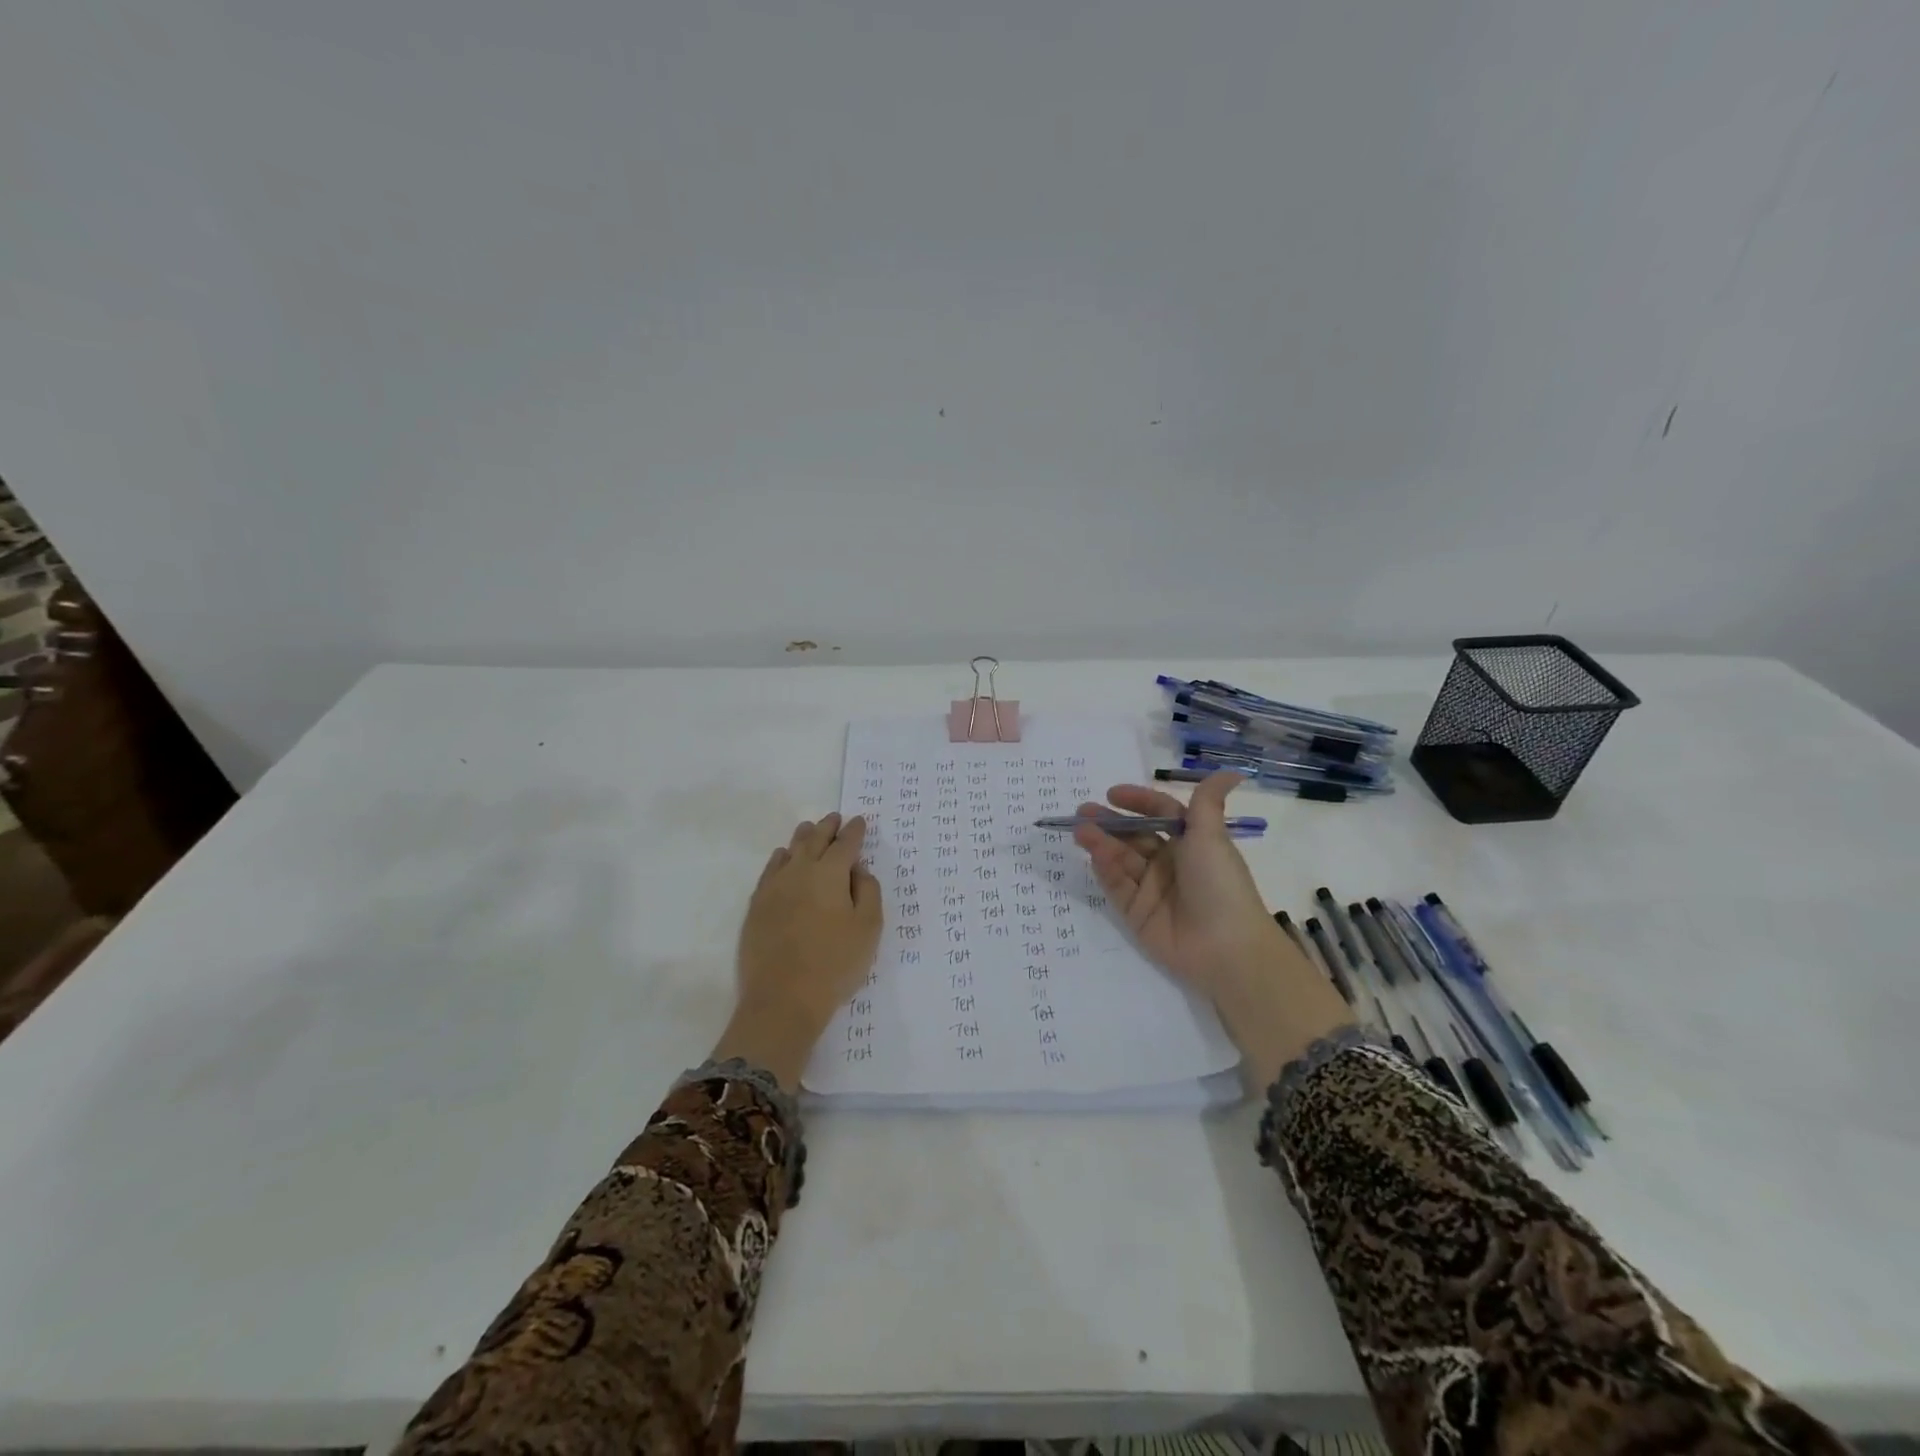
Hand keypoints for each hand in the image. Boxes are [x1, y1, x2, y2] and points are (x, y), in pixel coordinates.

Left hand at [714, 812, 883, 1087]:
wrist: (783, 999)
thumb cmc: (835, 964)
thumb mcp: (869, 928)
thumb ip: (869, 891)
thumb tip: (859, 869)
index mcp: (831, 873)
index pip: (846, 843)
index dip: (855, 831)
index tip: (859, 821)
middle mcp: (800, 871)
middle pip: (815, 840)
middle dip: (827, 827)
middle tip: (835, 818)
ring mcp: (774, 887)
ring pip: (790, 850)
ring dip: (803, 837)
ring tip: (810, 829)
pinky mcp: (757, 905)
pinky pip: (770, 870)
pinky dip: (780, 858)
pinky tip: (781, 858)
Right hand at [1073, 773, 1353, 1088]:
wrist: (1225, 947)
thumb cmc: (1220, 884)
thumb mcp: (1211, 837)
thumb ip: (1206, 802)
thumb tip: (1231, 771)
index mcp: (1192, 843)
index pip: (1161, 814)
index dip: (1138, 802)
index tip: (1113, 794)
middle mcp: (1170, 863)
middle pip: (1134, 836)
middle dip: (1110, 822)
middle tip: (1082, 811)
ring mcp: (1152, 889)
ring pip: (1121, 859)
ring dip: (1101, 843)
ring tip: (1080, 830)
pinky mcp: (1136, 914)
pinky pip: (1116, 887)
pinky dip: (1105, 870)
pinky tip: (1092, 855)